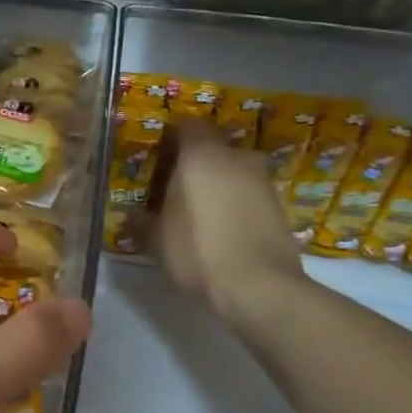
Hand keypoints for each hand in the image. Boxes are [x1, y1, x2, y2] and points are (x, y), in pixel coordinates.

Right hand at [156, 122, 310, 341]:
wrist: (259, 287)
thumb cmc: (197, 251)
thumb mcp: (156, 239)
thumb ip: (141, 221)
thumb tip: (131, 215)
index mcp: (202, 155)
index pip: (187, 125)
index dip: (171, 139)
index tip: (158, 162)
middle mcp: (236, 157)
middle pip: (212, 148)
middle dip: (194, 164)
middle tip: (174, 191)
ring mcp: (263, 180)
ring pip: (233, 171)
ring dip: (217, 184)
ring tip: (199, 214)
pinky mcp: (280, 205)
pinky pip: (249, 193)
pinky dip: (235, 203)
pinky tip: (222, 230)